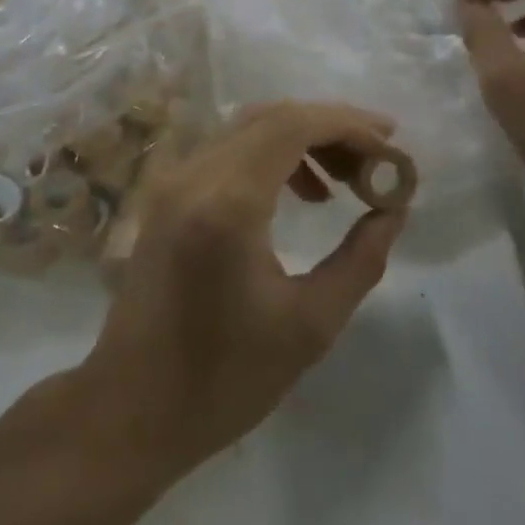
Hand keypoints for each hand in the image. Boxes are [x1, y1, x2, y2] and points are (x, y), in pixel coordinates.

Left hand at [82, 102, 408, 471]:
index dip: (348, 125)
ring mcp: (174, 179)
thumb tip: (393, 210)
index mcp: (227, 203)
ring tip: (347, 180)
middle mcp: (195, 174)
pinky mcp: (167, 192)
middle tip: (378, 158)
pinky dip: (272, 154)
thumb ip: (361, 259)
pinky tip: (302, 193)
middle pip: (272, 117)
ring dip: (303, 139)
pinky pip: (229, 149)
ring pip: (249, 127)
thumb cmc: (223, 379)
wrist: (131, 408)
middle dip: (332, 128)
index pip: (293, 126)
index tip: (391, 144)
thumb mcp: (309, 325)